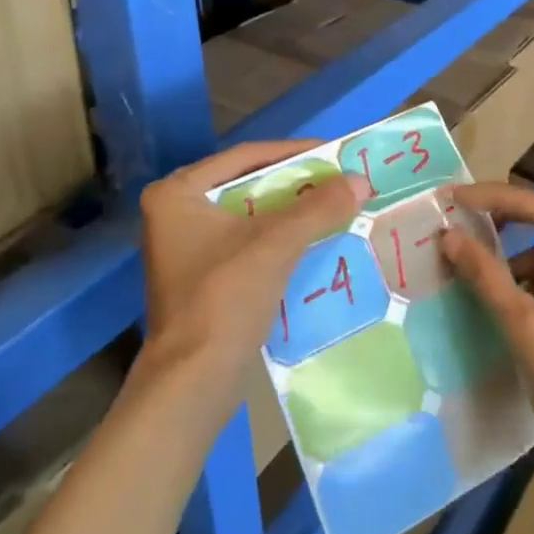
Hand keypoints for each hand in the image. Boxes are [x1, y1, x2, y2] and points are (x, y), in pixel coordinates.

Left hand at [138, 141, 364, 382]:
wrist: (193, 382)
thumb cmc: (224, 299)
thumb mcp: (275, 246)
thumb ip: (317, 208)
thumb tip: (360, 180)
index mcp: (177, 193)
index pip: (244, 157)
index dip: (292, 152)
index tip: (333, 152)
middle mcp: (173, 211)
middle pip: (246, 185)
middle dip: (292, 183)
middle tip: (335, 179)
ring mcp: (184, 246)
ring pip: (248, 215)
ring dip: (288, 211)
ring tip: (330, 205)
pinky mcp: (199, 275)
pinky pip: (244, 241)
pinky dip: (276, 238)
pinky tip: (310, 239)